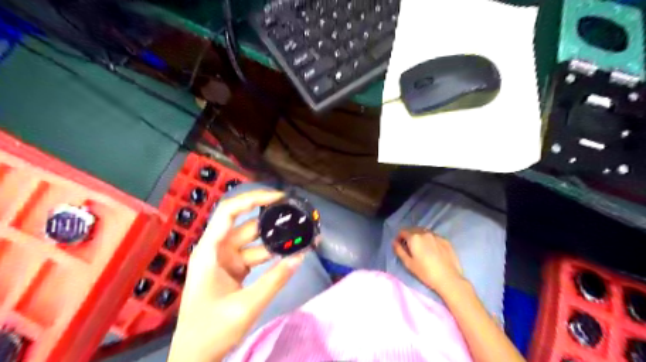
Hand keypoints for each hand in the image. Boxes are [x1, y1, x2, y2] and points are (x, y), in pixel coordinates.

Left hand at [169, 191, 305, 359]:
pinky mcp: (234, 270)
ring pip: (255, 241)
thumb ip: (275, 280)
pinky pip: (256, 255)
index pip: (229, 211)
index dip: (253, 198)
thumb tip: (300, 256)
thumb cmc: (211, 331)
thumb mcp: (246, 306)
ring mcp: (226, 260)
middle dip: (272, 220)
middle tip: (298, 217)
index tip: (279, 197)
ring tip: (300, 236)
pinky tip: (290, 253)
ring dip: (276, 240)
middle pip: (246, 224)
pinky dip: (272, 254)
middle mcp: (218, 249)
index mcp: (210, 251)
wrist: (195, 358)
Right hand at [394, 229, 463, 295]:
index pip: (402, 231)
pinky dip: (429, 240)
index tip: (399, 245)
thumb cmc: (425, 272)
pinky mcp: (445, 240)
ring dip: (419, 237)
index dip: (399, 237)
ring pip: (424, 232)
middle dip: (409, 236)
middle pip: (413, 229)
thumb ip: (399, 250)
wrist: (449, 279)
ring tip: (421, 248)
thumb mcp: (408, 263)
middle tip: (409, 247)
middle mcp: (425, 233)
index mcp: (414, 237)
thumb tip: (394, 242)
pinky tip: (432, 250)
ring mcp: (436, 235)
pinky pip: (433, 236)